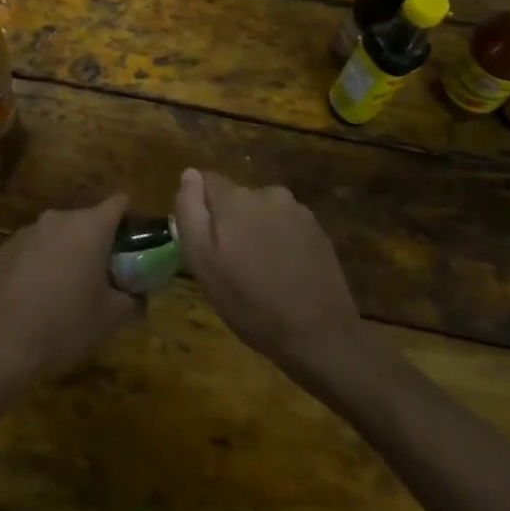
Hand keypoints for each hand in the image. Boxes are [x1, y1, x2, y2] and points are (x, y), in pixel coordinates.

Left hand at [0, 194, 140, 400]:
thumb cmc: (65, 325)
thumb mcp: (110, 318)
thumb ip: (132, 300)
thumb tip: (139, 296)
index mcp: (89, 227)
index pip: (119, 203)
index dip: (130, 219)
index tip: (135, 244)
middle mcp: (58, 219)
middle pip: (87, 220)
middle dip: (99, 243)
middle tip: (105, 277)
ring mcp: (27, 231)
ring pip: (58, 235)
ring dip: (68, 253)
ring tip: (69, 290)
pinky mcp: (4, 249)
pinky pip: (33, 249)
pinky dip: (41, 264)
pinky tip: (37, 297)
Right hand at [174, 168, 366, 383]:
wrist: (320, 336)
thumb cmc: (250, 302)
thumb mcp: (202, 262)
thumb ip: (190, 211)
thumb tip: (189, 174)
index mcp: (235, 198)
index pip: (206, 180)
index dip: (200, 207)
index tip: (204, 240)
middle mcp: (267, 193)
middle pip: (236, 197)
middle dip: (230, 221)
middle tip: (232, 264)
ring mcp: (298, 211)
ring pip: (263, 212)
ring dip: (257, 230)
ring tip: (261, 271)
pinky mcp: (319, 231)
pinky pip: (287, 226)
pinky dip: (281, 242)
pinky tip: (285, 273)